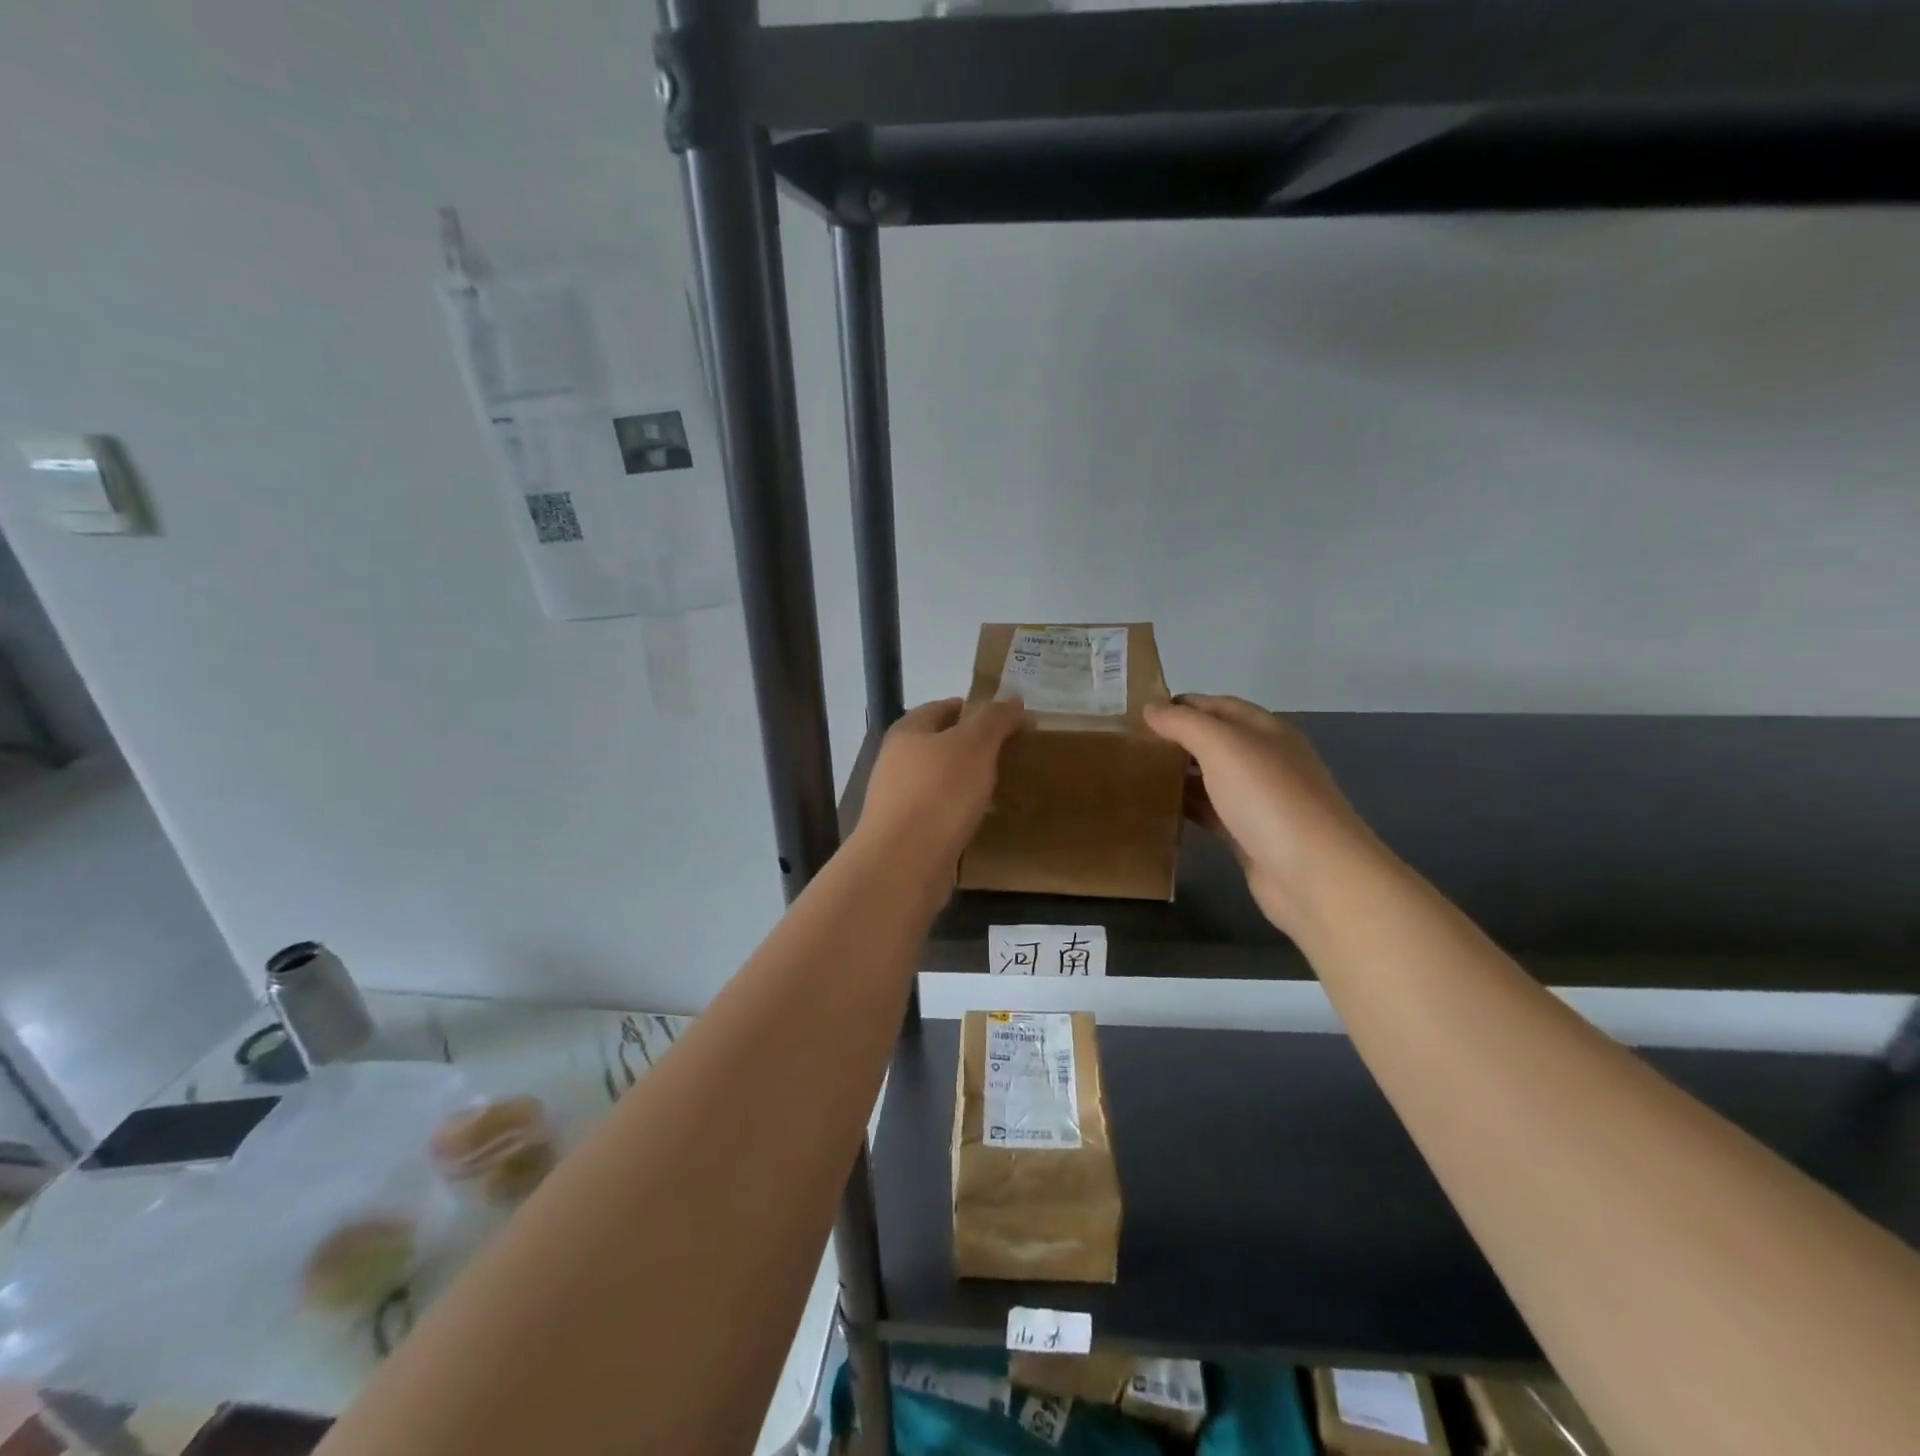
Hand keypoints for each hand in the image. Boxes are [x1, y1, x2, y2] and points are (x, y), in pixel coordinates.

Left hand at [854, 697, 1025, 880]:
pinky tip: (983, 821)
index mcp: (907, 732)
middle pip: (940, 745)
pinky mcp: (907, 834)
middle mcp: (897, 762)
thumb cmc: (939, 793)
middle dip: (974, 748)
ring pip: (941, 782)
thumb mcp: (974, 745)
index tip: (1008, 720)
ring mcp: (898, 800)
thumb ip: (994, 719)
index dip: (975, 709)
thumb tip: (1014, 699)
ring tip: (1003, 787)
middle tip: (1011, 754)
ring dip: (968, 783)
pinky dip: (961, 813)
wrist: (903, 863)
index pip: (943, 707)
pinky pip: (941, 814)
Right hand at [1143, 694, 1381, 935]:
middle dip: (1177, 738)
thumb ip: (1184, 724)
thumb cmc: (1268, 798)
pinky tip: (1158, 807)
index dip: (1181, 704)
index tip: (1139, 712)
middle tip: (1130, 743)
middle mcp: (1265, 760)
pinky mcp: (1248, 835)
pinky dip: (1186, 806)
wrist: (1313, 873)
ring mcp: (1259, 800)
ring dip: (1179, 773)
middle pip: (1215, 741)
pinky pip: (1211, 812)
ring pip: (1211, 777)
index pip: (1218, 706)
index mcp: (1265, 731)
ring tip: (1135, 772)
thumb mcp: (1222, 746)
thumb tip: (1150, 709)